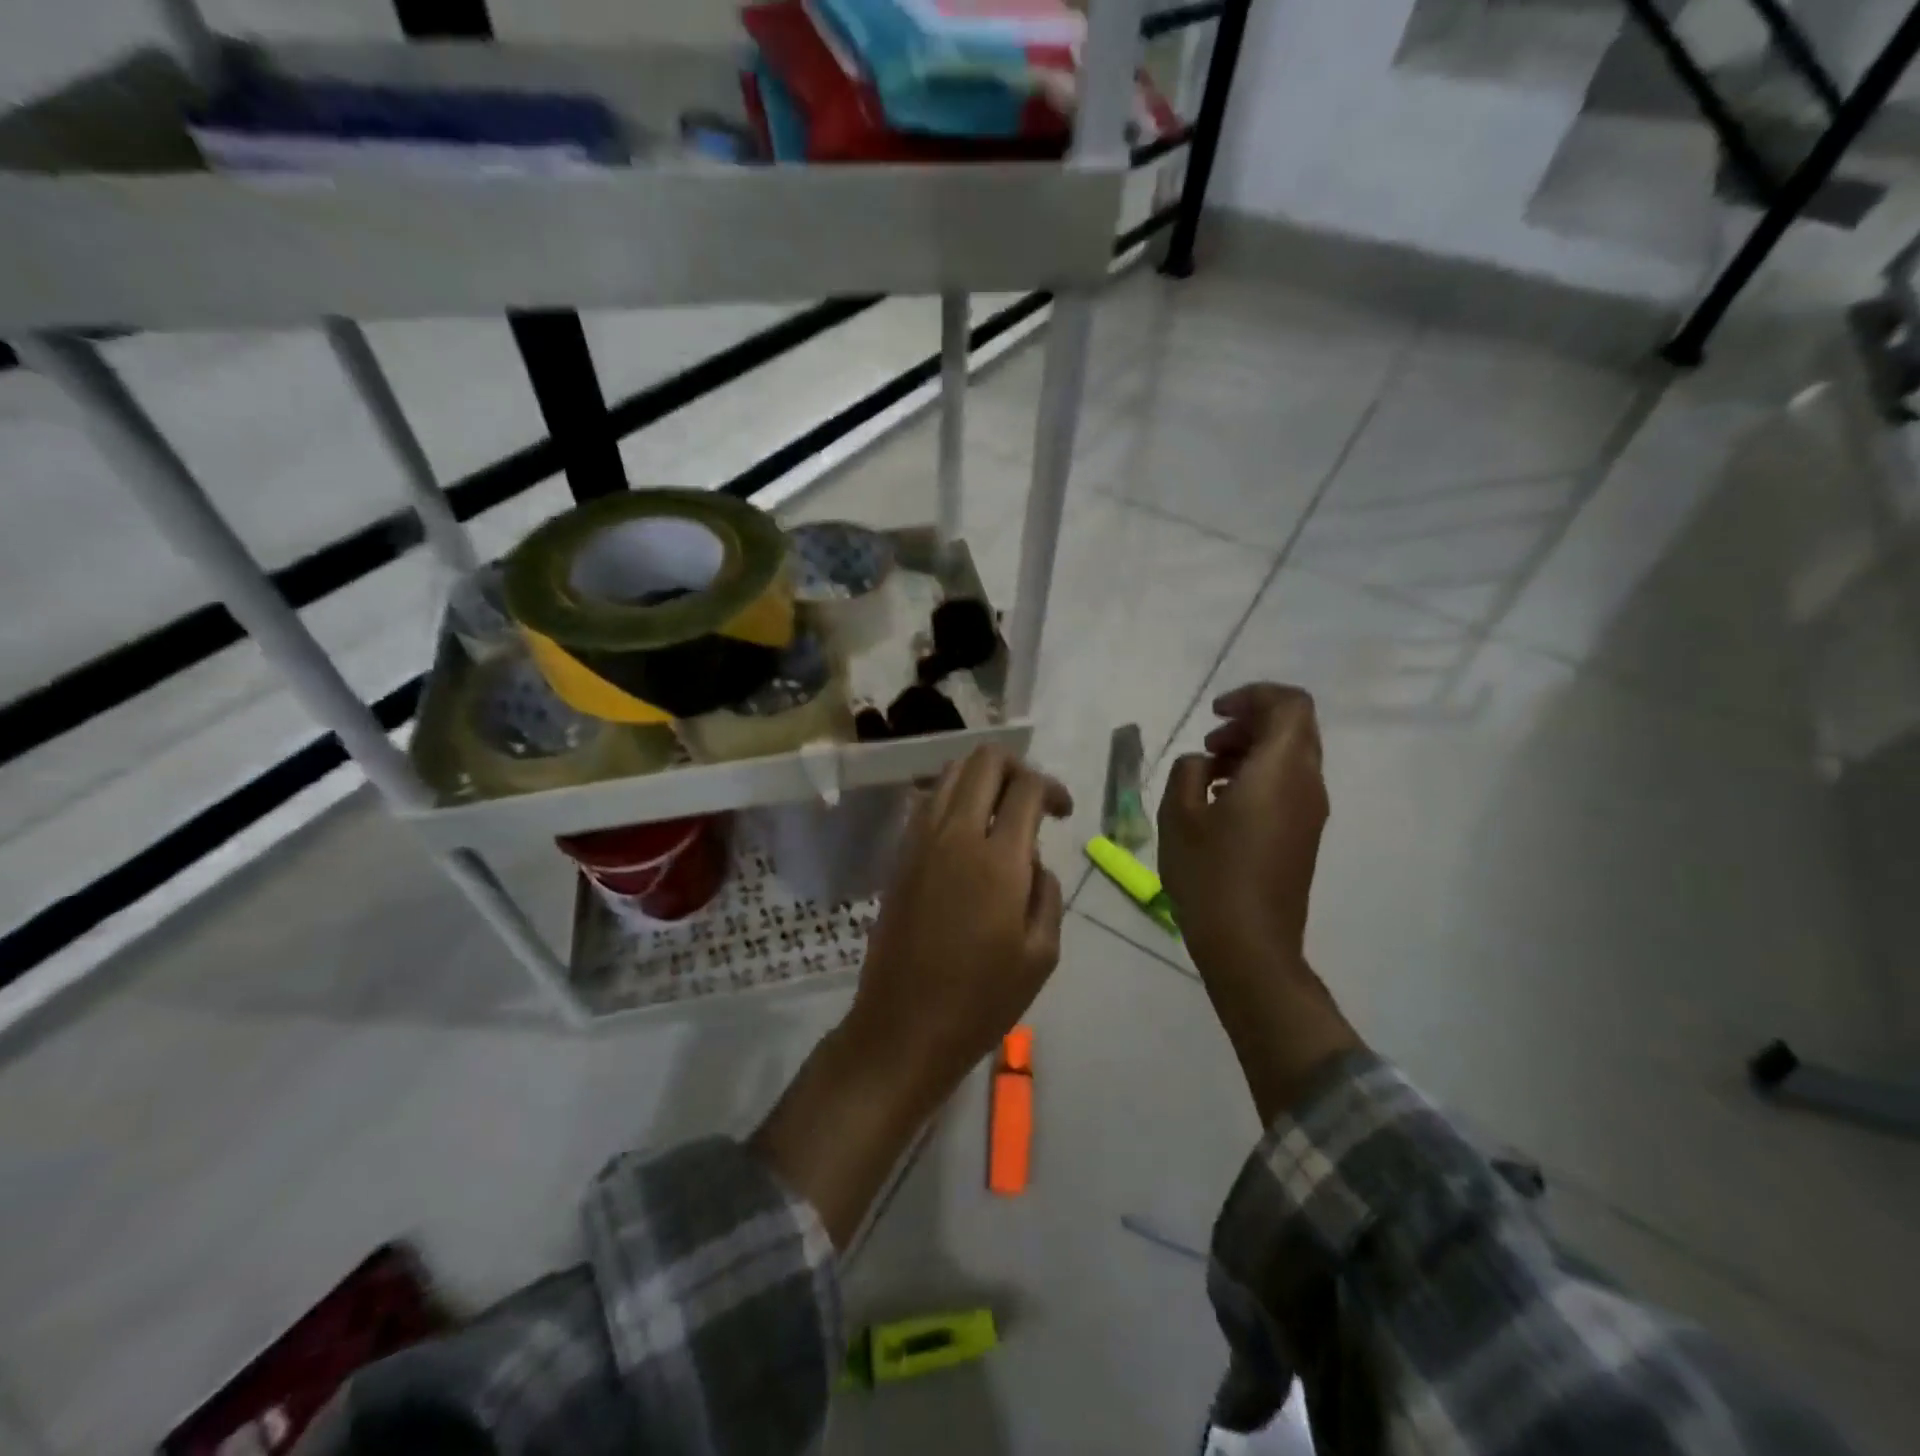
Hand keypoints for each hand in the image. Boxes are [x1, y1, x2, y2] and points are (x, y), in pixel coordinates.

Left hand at [843, 745, 1071, 1113]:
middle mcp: (956, 834)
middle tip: (1033, 801)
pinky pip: (927, 802)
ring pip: (950, 774)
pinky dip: (952, 798)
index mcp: (998, 859)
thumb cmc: (982, 999)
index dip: (1053, 788)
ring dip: (981, 779)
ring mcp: (920, 841)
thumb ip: (1046, 892)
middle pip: (984, 761)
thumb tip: (1033, 859)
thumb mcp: (1041, 954)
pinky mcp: (899, 856)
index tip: (1062, 812)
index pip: (1027, 787)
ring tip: (1000, 813)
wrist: (903, 1026)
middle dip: (1016, 768)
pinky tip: (966, 833)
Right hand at [1159, 684, 1359, 1122]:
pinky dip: (1258, 776)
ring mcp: (1311, 812)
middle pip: (1293, 728)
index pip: (1290, 705)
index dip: (1253, 696)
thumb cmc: (1210, 875)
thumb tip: (1204, 764)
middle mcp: (1307, 784)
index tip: (1214, 713)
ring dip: (1252, 751)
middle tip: (1209, 744)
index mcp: (1281, 770)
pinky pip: (1288, 785)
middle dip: (1250, 723)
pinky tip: (1221, 802)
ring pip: (1291, 757)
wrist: (1250, 946)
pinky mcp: (1304, 835)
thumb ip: (1188, 772)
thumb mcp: (1179, 815)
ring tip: (1208, 773)